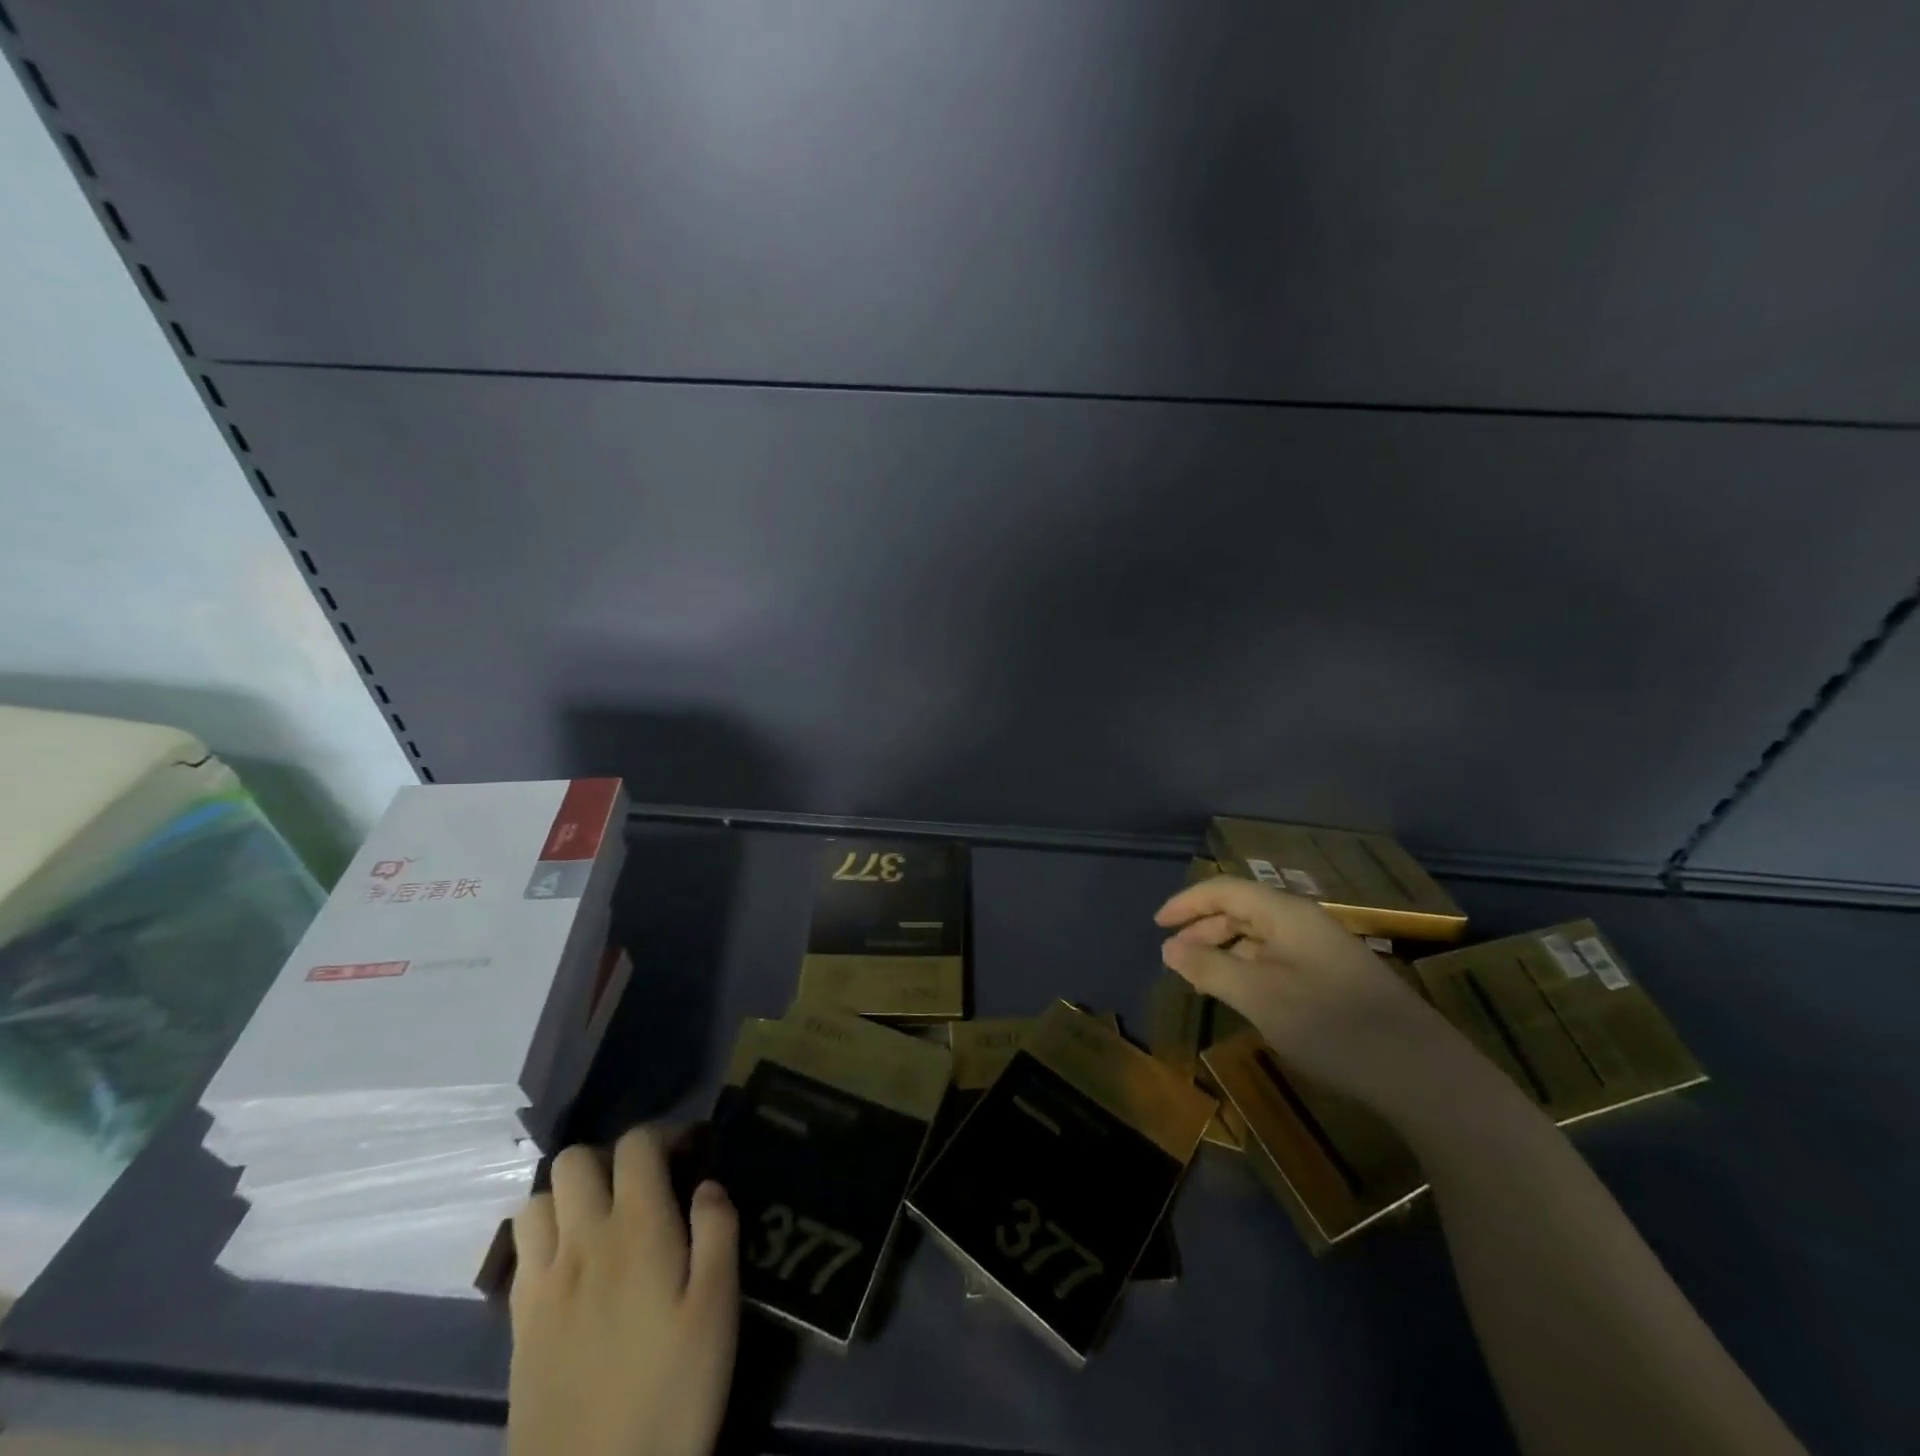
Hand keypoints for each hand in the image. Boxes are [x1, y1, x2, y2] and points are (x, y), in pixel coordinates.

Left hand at [508, 1128, 738, 1455]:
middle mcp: (582, 1241)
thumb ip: (718, 1231)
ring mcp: (542, 1283)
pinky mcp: (518, 1324)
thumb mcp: (718, 1310)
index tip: (687, 1154)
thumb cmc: (672, 1394)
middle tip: (641, 1188)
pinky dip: (543, 1237)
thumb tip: (707, 1183)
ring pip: (537, 1200)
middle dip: (609, 1158)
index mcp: (637, 1229)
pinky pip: (519, 1251)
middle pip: (574, 1159)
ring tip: (600, 1221)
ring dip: (568, 1196)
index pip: (635, 1144)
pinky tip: (570, 1265)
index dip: (662, 1135)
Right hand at [1155, 875, 1478, 1119]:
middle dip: (1203, 928)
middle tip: (1174, 957)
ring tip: (1201, 979)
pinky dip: (1250, 969)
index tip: (1157, 925)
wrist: (1423, 1074)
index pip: (1224, 889)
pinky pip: (1278, 958)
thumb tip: (1169, 948)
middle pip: (1242, 909)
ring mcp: (1324, 950)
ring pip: (1260, 936)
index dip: (1186, 902)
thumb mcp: (1259, 996)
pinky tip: (1243, 995)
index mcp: (1286, 914)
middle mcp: (1304, 922)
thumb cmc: (1332, 1026)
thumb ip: (1209, 968)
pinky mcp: (1336, 979)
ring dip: (1225, 951)